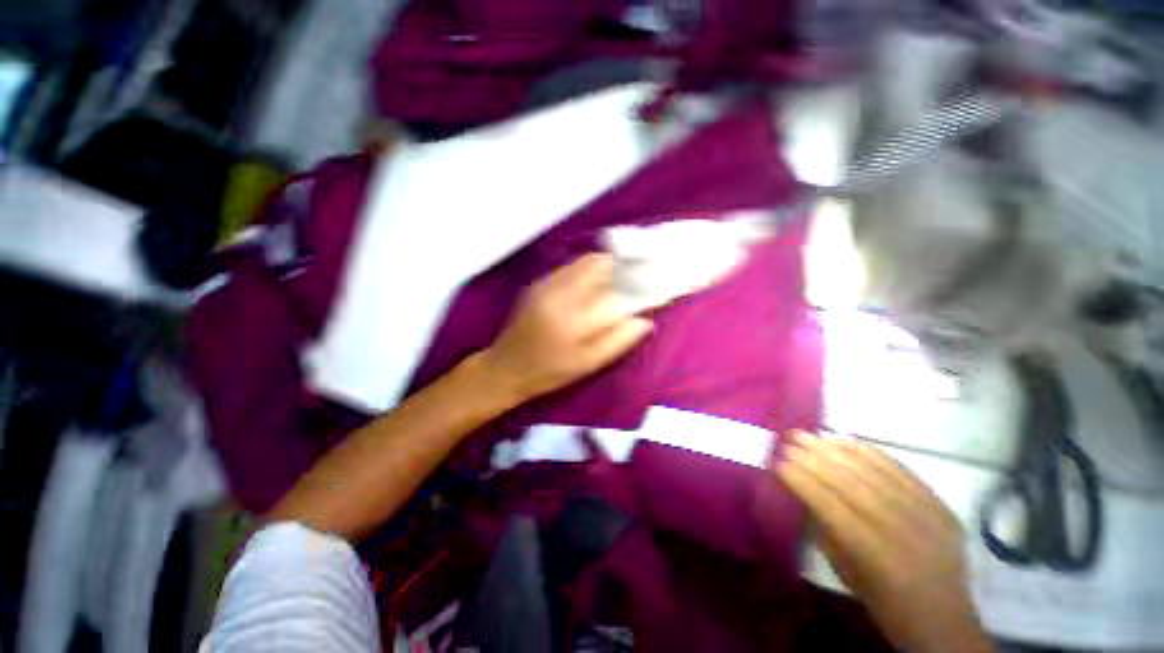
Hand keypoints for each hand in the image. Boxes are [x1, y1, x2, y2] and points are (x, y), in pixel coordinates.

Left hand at [482, 253, 652, 401]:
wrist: (506, 367)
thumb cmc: (550, 372)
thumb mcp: (588, 364)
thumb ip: (619, 340)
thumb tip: (645, 320)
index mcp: (575, 318)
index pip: (617, 292)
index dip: (639, 284)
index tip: (655, 283)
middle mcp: (561, 292)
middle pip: (601, 265)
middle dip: (624, 267)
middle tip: (639, 276)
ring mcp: (547, 284)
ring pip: (586, 262)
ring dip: (607, 266)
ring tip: (622, 276)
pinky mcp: (539, 282)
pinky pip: (571, 266)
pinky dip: (589, 269)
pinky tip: (596, 281)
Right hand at [777, 431, 991, 652]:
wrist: (944, 618)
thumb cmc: (884, 601)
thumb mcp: (845, 571)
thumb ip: (825, 528)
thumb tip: (802, 490)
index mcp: (874, 554)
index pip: (829, 504)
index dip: (801, 480)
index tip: (777, 461)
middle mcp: (900, 528)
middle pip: (849, 482)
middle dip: (813, 458)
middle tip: (788, 440)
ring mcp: (924, 513)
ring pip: (872, 470)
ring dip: (835, 449)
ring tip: (810, 435)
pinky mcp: (938, 503)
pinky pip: (899, 469)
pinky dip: (868, 451)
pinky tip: (844, 439)